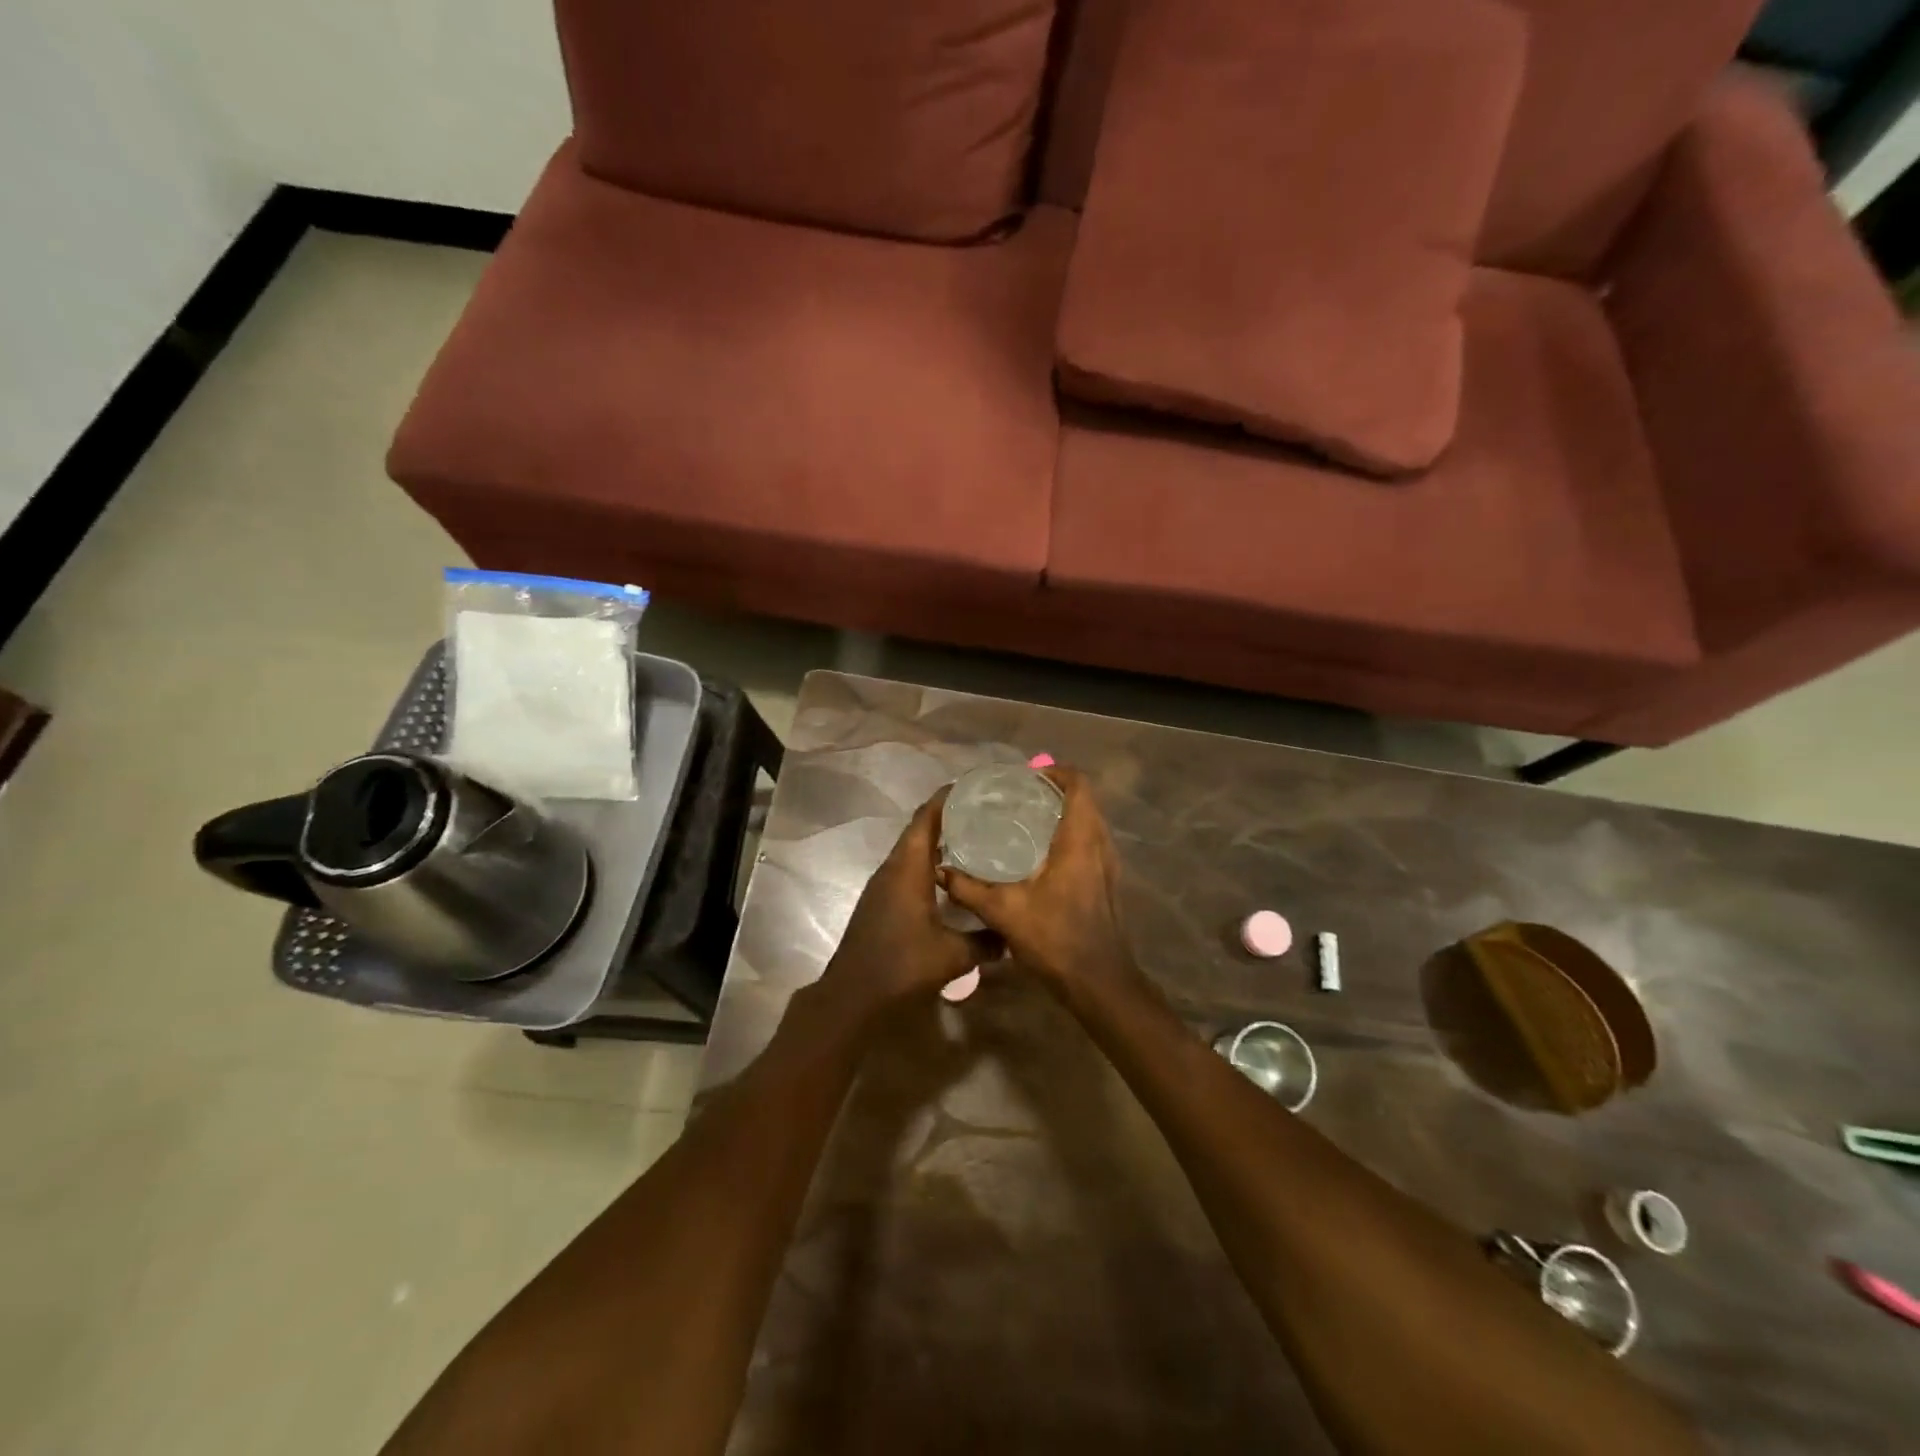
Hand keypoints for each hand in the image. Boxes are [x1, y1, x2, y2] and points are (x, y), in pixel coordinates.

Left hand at [818, 790, 998, 1021]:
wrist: (853, 996)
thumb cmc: (902, 966)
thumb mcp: (953, 956)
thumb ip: (985, 941)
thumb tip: (1012, 935)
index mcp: (908, 868)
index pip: (926, 817)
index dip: (947, 798)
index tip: (975, 788)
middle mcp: (893, 868)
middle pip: (919, 829)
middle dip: (949, 816)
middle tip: (985, 813)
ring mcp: (883, 885)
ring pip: (913, 850)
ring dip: (938, 840)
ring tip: (975, 838)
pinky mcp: (881, 901)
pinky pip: (908, 868)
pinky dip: (929, 862)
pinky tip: (952, 876)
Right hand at [941, 768, 1145, 1005]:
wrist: (1100, 983)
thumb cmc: (1056, 939)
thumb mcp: (1004, 912)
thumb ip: (968, 889)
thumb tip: (940, 870)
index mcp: (1080, 840)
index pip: (1078, 784)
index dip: (1054, 772)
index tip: (1024, 778)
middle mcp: (1100, 845)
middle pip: (1084, 800)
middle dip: (1053, 791)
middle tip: (1017, 797)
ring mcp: (1108, 865)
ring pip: (1089, 822)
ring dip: (1062, 814)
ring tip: (1024, 820)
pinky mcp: (1107, 882)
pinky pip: (1090, 843)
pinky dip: (1069, 836)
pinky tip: (1038, 856)